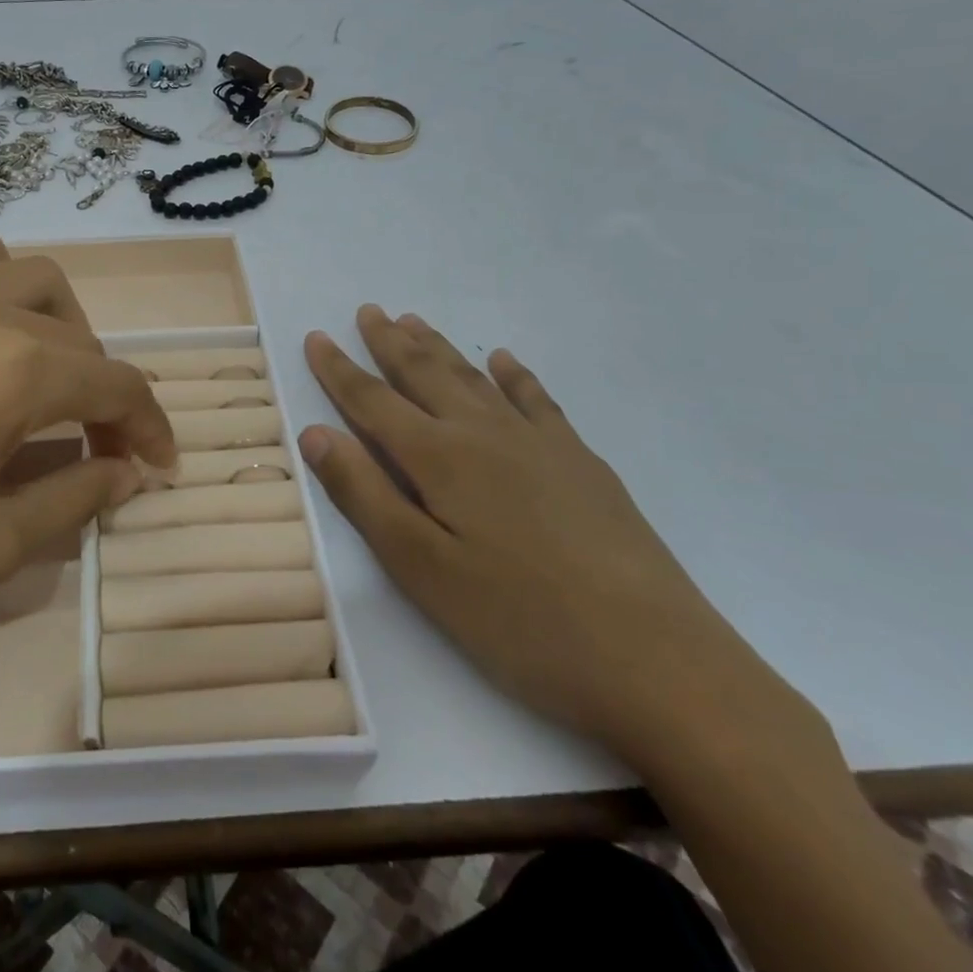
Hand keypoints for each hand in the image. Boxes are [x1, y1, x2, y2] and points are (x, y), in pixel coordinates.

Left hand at [0, 219, 176, 698]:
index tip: (158, 463)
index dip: (149, 426)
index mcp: (16, 371)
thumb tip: (127, 470)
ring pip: (23, 276)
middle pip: (77, 332)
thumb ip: (74, 498)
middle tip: (94, 440)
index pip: (116, 386)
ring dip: (55, 322)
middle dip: (102, 386)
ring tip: (42, 372)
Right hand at [298, 305, 796, 765]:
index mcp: (440, 459)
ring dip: (440, 348)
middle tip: (368, 310)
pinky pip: (537, 400)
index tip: (315, 336)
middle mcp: (484, 434)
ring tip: (414, 320)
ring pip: (474, 378)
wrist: (657, 661)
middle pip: (425, 375)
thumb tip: (314, 433)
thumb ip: (365, 495)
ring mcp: (538, 443)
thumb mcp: (422, 569)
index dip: (339, 370)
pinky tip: (503, 360)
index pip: (372, 401)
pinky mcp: (581, 462)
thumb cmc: (520, 622)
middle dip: (389, 342)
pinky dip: (514, 375)